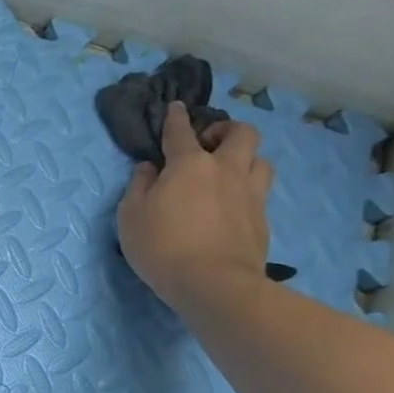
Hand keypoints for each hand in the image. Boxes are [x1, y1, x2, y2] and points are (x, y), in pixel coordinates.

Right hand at [116, 103, 273, 311]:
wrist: (214, 284)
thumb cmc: (162, 245)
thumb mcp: (130, 216)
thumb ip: (138, 186)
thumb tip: (149, 169)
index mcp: (190, 165)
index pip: (181, 132)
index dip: (176, 118)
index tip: (175, 108)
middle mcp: (226, 171)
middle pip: (242, 134)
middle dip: (226, 130)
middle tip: (209, 144)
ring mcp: (250, 195)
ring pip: (261, 161)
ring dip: (245, 160)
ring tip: (227, 173)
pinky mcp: (263, 220)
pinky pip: (260, 193)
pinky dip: (246, 191)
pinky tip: (232, 206)